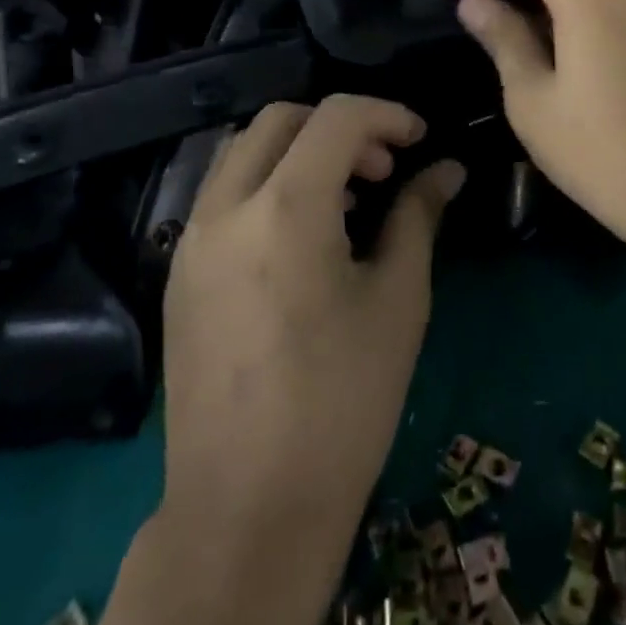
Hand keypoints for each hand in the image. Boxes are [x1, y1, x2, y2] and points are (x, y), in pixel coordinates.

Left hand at [158, 95, 464, 555]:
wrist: (248, 510)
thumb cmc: (342, 402)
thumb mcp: (398, 300)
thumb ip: (418, 216)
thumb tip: (446, 170)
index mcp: (285, 209)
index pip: (336, 117)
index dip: (386, 114)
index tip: (421, 140)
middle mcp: (226, 208)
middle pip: (279, 119)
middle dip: (339, 126)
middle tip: (381, 168)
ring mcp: (191, 240)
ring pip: (243, 151)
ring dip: (299, 151)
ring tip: (345, 201)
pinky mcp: (178, 272)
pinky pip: (223, 194)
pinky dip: (268, 184)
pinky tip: (302, 238)